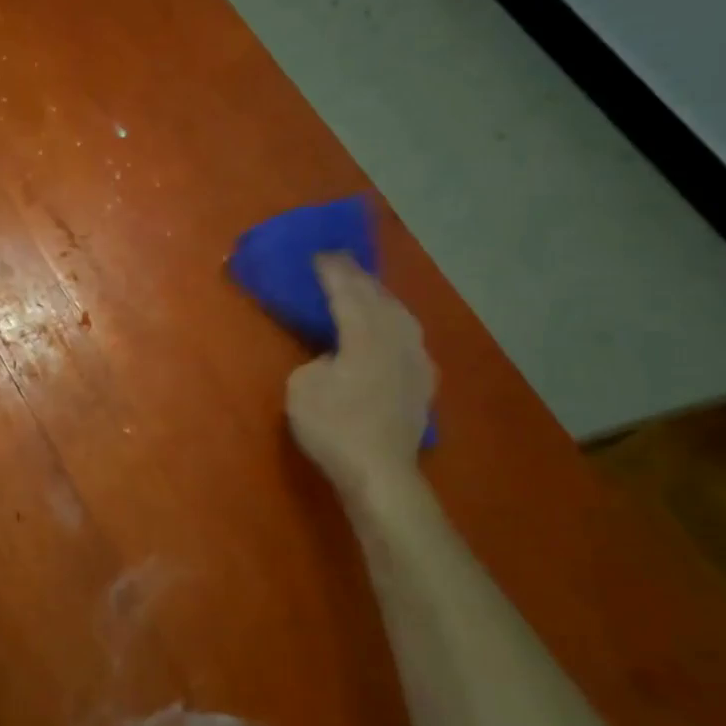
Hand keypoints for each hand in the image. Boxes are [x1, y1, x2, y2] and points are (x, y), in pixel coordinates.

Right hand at [286, 253, 433, 497]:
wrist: (380, 472)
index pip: (347, 292)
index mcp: (365, 334)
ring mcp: (416, 360)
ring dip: (381, 297)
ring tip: (367, 288)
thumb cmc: (333, 427)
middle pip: (379, 297)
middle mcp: (396, 338)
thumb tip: (334, 356)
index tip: (319, 253)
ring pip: (401, 315)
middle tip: (340, 262)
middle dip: (358, 278)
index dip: (332, 271)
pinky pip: (409, 337)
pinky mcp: (423, 382)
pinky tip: (392, 328)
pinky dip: (395, 323)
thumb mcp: (302, 387)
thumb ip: (318, 359)